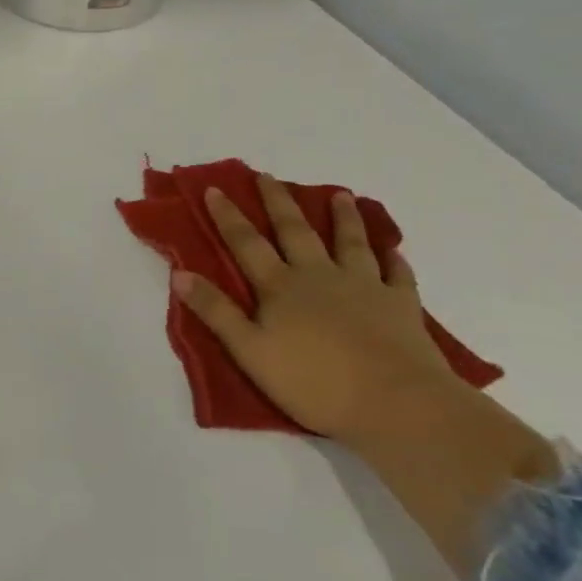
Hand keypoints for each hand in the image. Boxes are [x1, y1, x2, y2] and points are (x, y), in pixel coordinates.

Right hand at [173, 173, 463, 443]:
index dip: (228, 216)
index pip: (246, 243)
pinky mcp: (402, 306)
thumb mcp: (250, 351)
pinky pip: (398, 275)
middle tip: (268, 176)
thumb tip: (179, 274)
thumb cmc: (315, 382)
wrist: (398, 404)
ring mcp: (364, 287)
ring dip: (343, 218)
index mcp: (280, 287)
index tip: (215, 189)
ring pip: (350, 243)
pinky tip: (393, 251)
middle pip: (295, 231)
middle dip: (278, 202)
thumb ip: (216, 311)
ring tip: (340, 195)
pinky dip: (395, 260)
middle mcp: (319, 276)